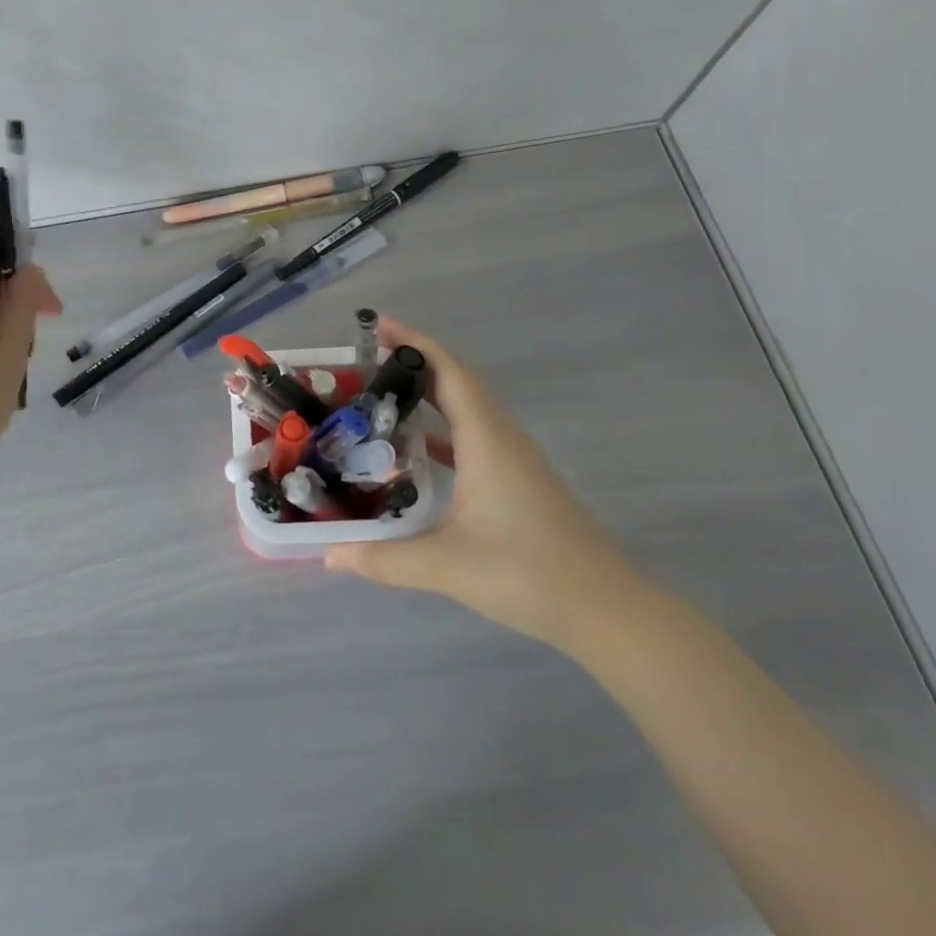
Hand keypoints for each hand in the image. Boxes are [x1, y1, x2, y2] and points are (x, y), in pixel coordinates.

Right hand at [325, 316, 643, 650]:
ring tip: (385, 394)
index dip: (413, 342)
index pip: (448, 371)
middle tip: (366, 359)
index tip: (377, 325)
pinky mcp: (519, 480)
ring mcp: (515, 459)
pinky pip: (475, 435)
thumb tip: (329, 555)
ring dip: (430, 392)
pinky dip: (444, 427)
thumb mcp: (447, 565)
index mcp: (486, 439)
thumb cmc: (527, 574)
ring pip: (469, 408)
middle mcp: (502, 437)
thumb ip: (384, 558)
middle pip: (457, 381)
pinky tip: (420, 447)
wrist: (606, 610)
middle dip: (414, 362)